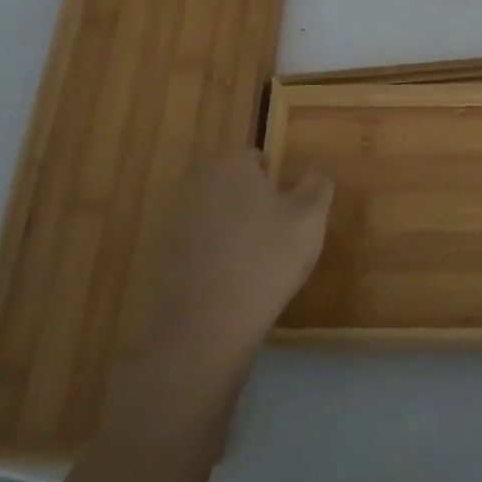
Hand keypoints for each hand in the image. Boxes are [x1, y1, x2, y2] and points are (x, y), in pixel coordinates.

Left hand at [118, 151, 331, 386]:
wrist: (207, 323)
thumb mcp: (310, 219)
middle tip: (278, 233)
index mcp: (232, 166)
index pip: (257, 158)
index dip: (277, 180)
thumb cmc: (267, 258)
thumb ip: (317, 187)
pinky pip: (199, 244)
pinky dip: (214, 254)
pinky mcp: (164, 255)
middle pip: (233, 185)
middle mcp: (199, 183)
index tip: (291, 207)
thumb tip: (316, 171)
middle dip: (253, 202)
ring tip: (257, 261)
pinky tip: (232, 281)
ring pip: (216, 214)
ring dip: (233, 229)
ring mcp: (176, 219)